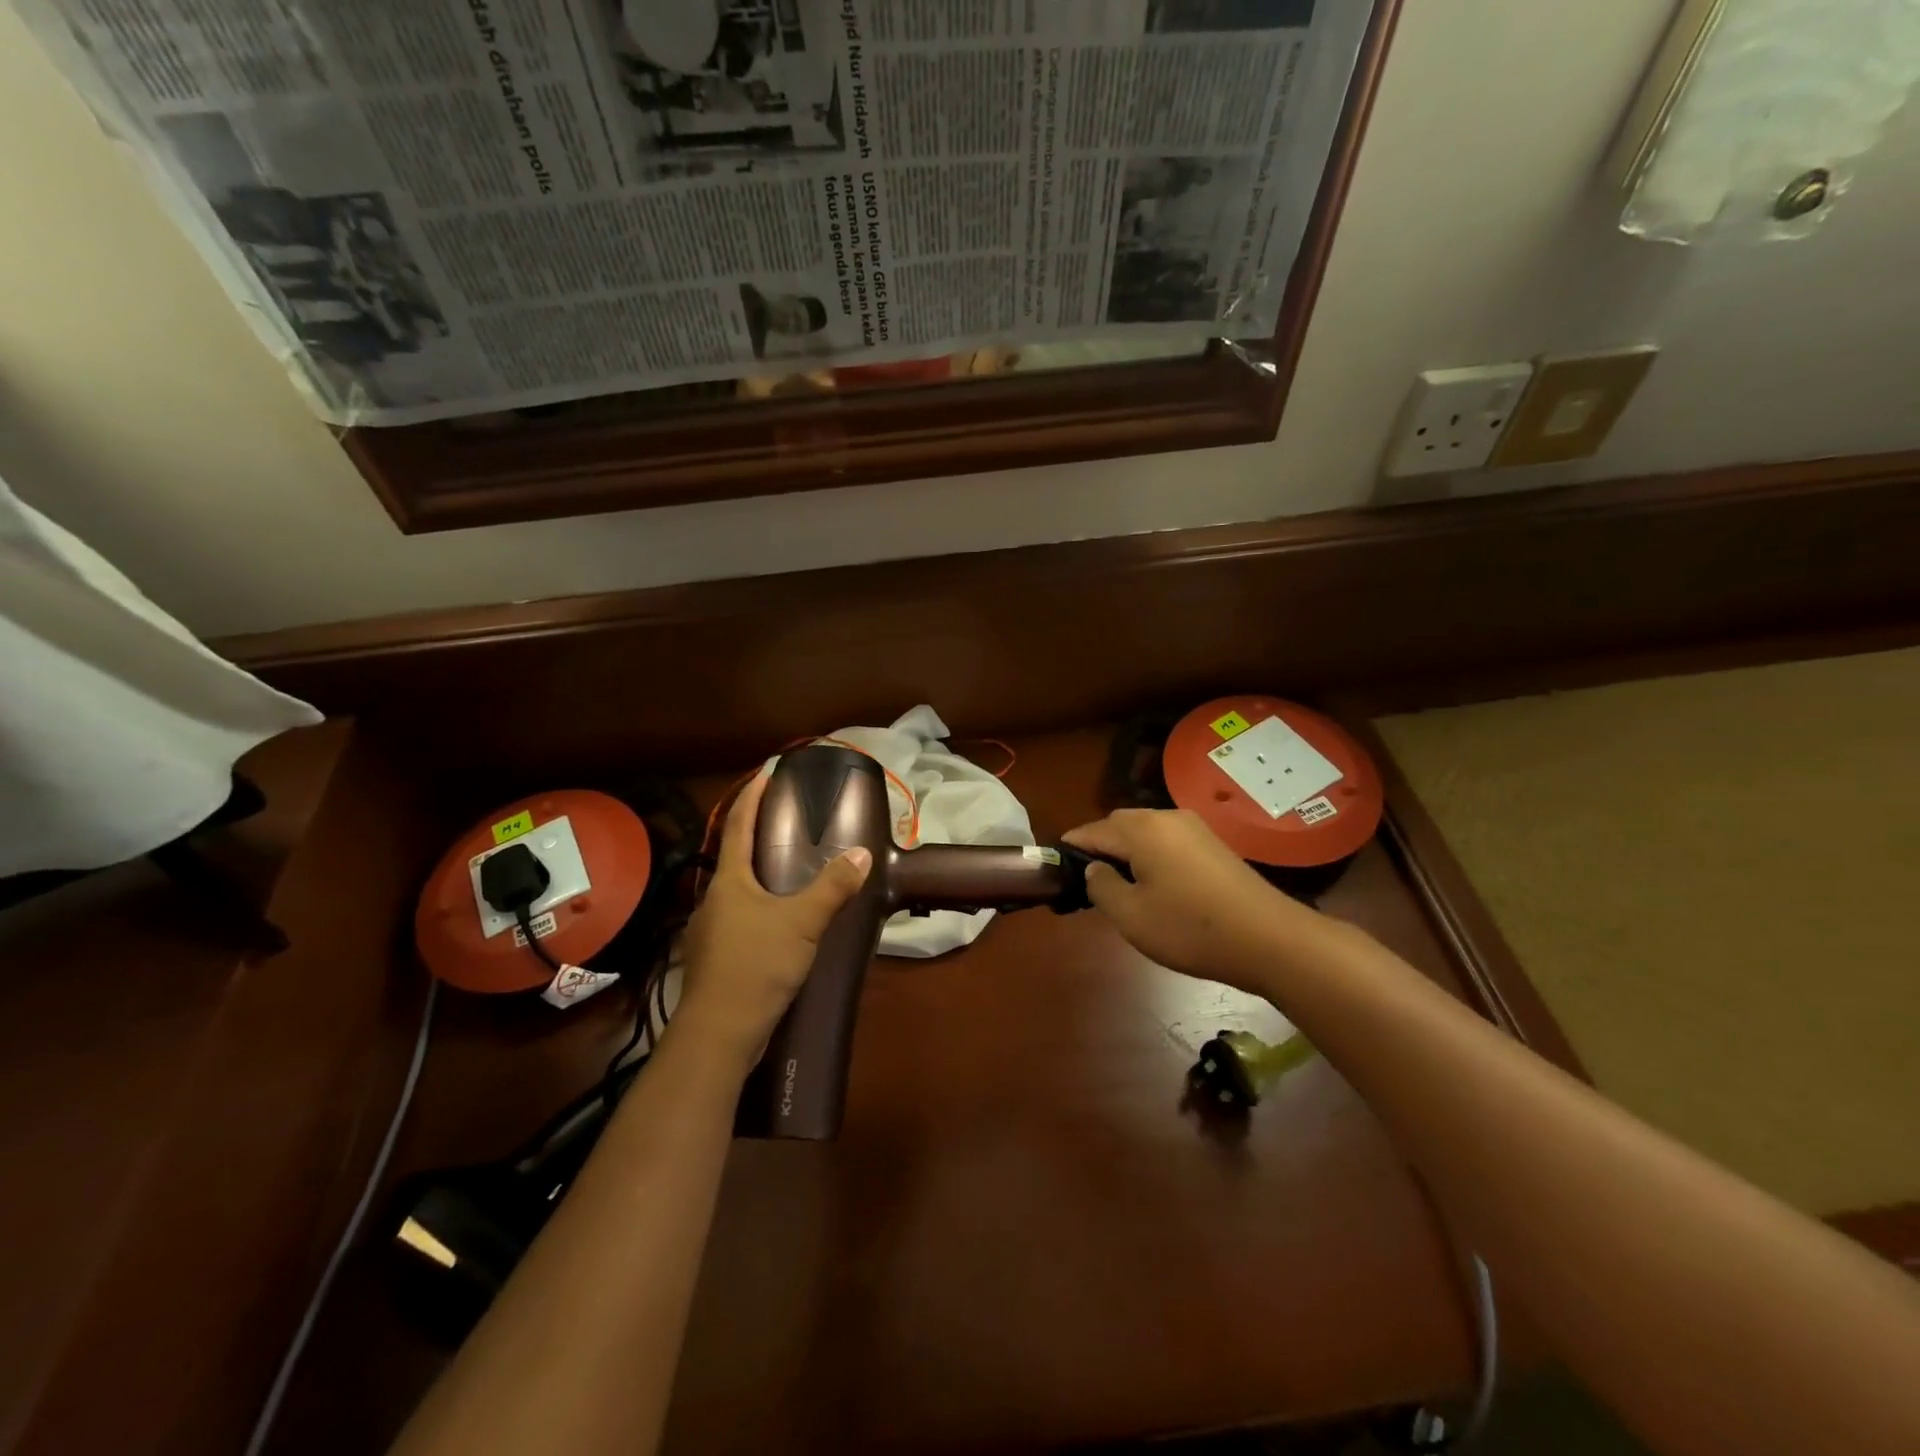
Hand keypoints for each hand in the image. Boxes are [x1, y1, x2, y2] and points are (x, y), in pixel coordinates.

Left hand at [673, 766, 872, 1069]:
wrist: (720, 1032)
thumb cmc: (758, 965)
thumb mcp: (803, 922)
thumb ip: (833, 888)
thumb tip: (862, 855)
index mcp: (730, 881)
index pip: (739, 826)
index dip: (752, 796)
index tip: (766, 770)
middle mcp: (714, 899)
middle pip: (734, 857)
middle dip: (755, 835)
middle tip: (785, 820)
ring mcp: (710, 931)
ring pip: (736, 891)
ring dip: (757, 875)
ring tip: (786, 871)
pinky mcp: (715, 958)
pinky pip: (738, 919)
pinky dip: (758, 908)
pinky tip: (777, 923)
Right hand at [1060, 808, 1309, 992]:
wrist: (1269, 939)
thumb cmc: (1190, 929)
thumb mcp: (1131, 916)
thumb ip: (1101, 886)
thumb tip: (1094, 869)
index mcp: (1141, 829)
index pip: (1092, 830)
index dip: (1071, 849)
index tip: (1057, 870)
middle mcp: (1167, 817)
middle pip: (1119, 825)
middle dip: (1100, 848)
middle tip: (1091, 884)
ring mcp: (1195, 828)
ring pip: (1146, 832)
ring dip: (1128, 852)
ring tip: (1123, 887)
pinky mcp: (1214, 845)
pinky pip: (1169, 841)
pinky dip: (1153, 856)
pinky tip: (1157, 886)